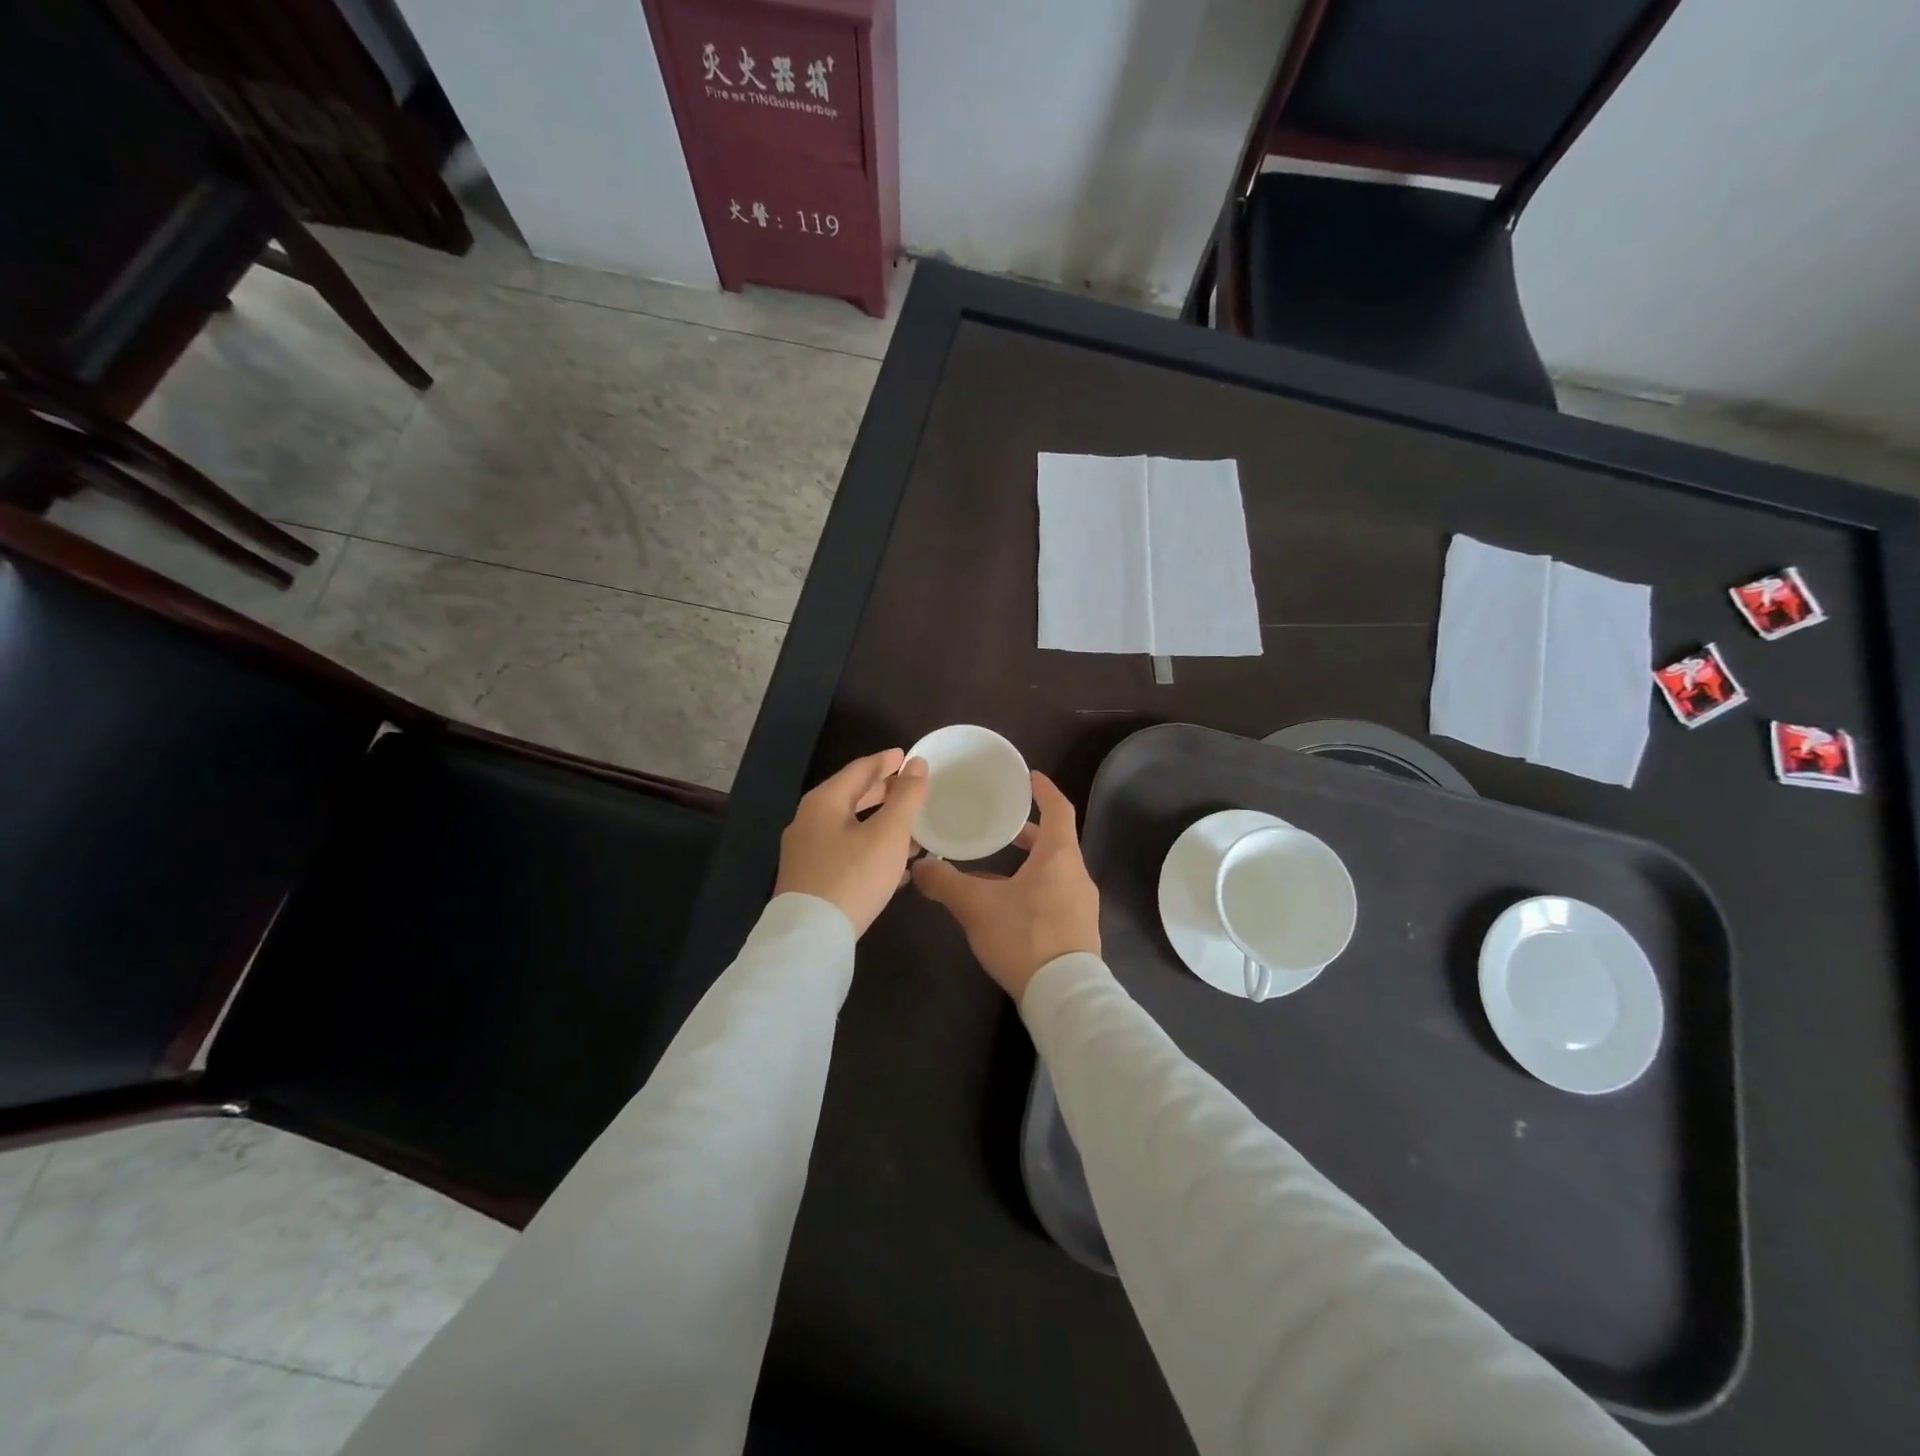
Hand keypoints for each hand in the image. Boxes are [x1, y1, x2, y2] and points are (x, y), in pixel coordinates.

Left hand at [774, 749, 929, 936]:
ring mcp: (807, 852)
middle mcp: (809, 821)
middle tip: (910, 787)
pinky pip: (847, 852)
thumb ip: (906, 797)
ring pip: (851, 827)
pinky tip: (895, 864)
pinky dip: (871, 848)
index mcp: (824, 802)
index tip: (907, 756)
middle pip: (852, 797)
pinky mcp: (811, 879)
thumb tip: (917, 764)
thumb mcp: (888, 834)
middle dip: (884, 792)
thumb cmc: (853, 876)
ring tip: (912, 827)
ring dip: (881, 823)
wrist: (810, 938)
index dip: (886, 761)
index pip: (859, 770)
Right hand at [912, 772, 1100, 1000]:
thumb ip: (945, 883)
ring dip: (1028, 864)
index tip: (1030, 777)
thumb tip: (919, 866)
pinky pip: (1055, 895)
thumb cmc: (1024, 936)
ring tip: (994, 868)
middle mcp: (1076, 874)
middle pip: (1055, 842)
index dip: (1044, 790)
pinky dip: (1033, 888)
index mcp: (1059, 856)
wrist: (1064, 996)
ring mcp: (1081, 904)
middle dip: (1027, 832)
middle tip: (1000, 826)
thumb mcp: (977, 907)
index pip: (1058, 809)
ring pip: (1054, 871)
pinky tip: (1006, 906)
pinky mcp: (1078, 930)